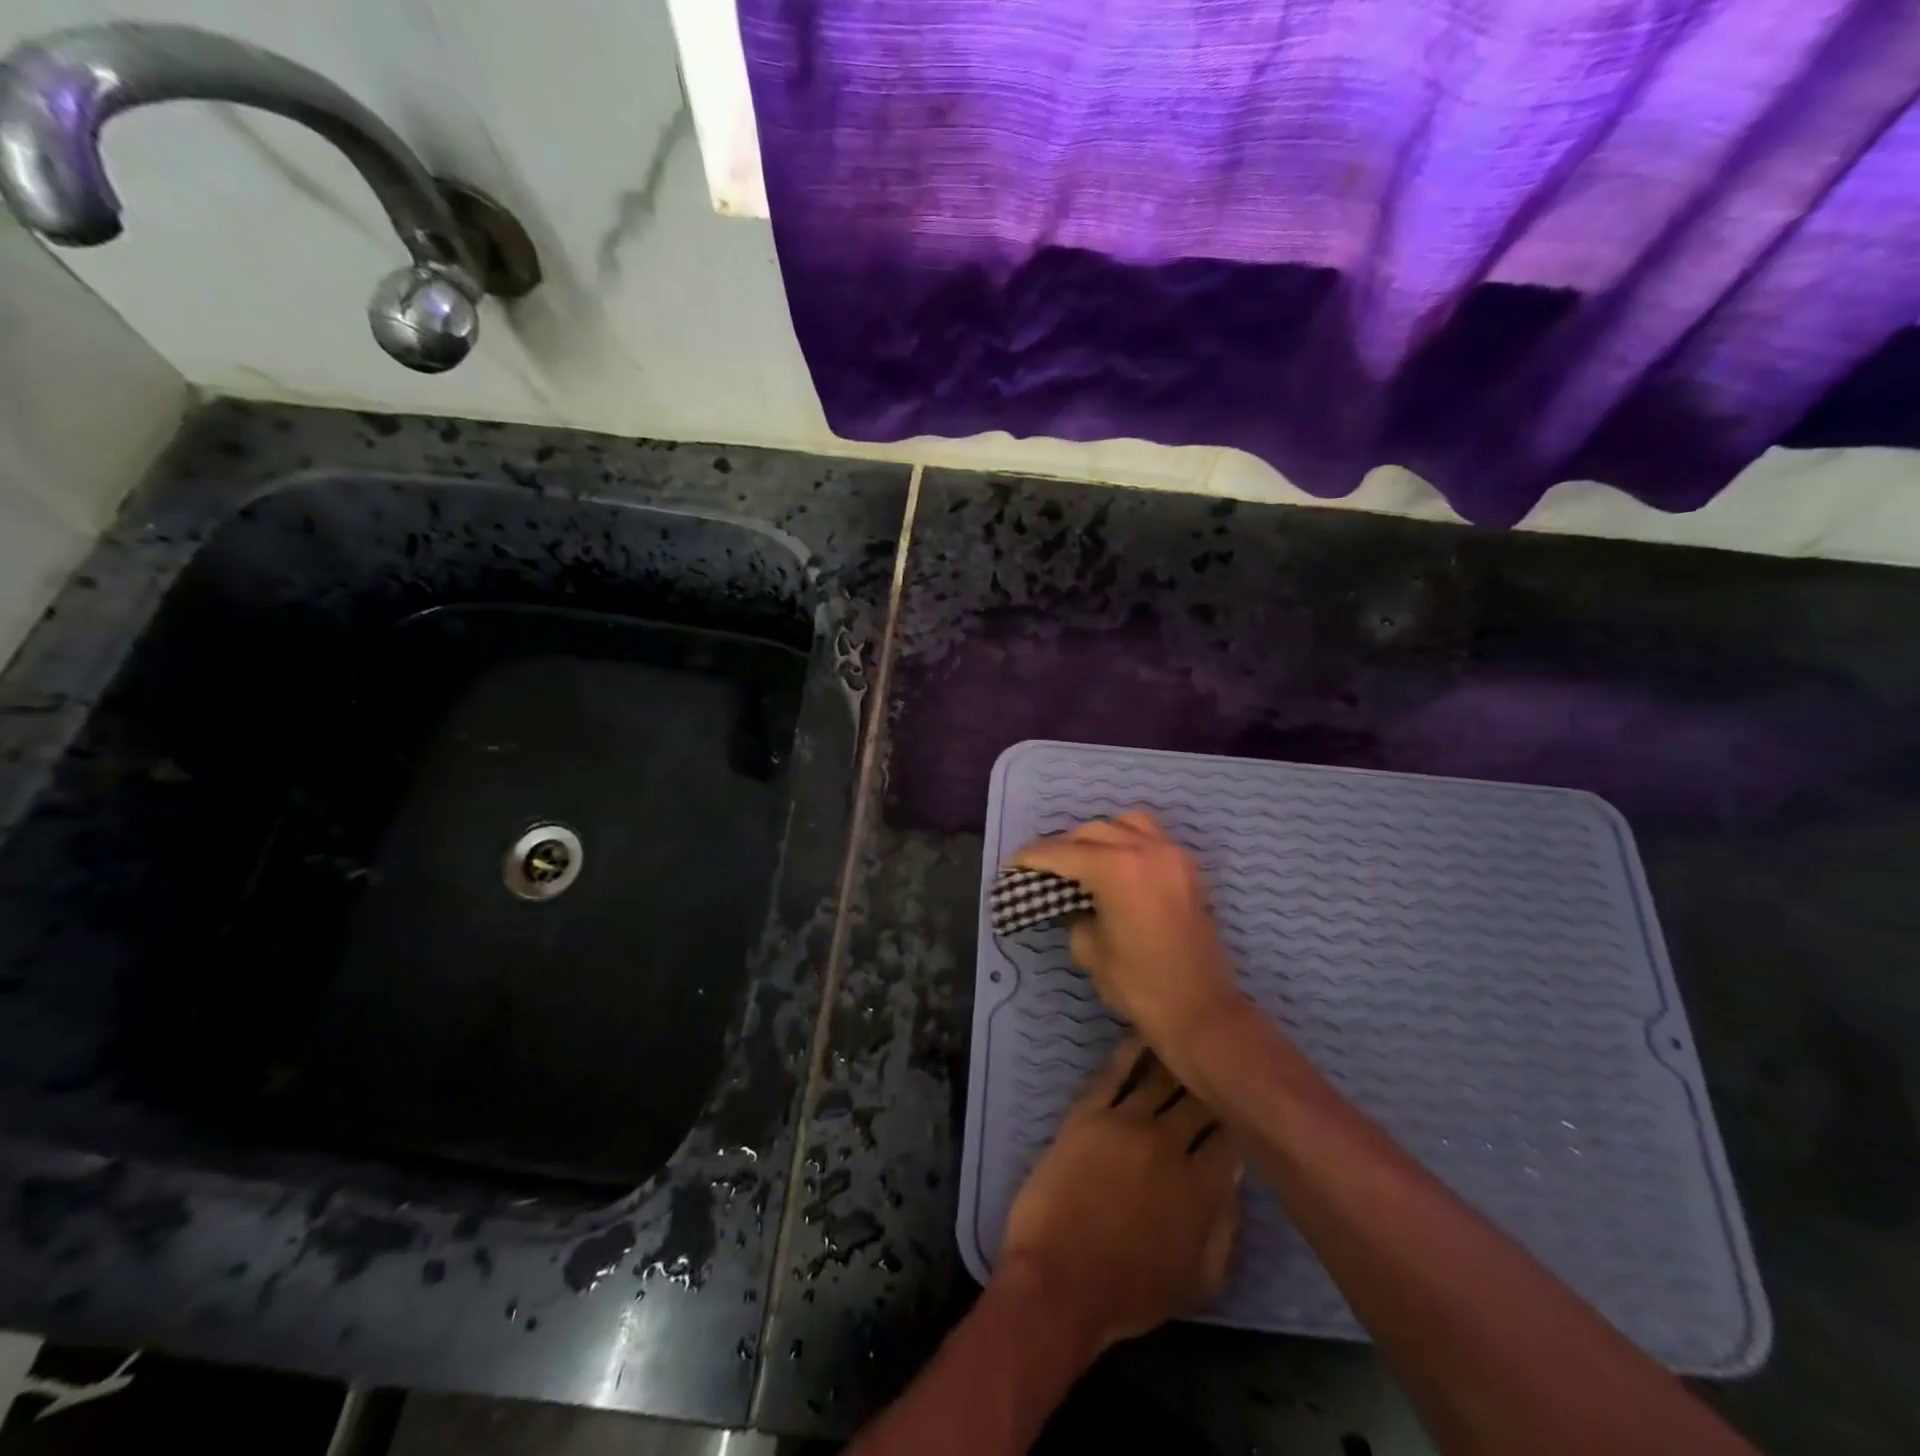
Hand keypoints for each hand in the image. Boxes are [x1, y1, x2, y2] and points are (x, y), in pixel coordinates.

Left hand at [997, 1040, 1240, 1355]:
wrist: (1058, 1280)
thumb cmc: (1129, 1291)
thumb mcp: (1199, 1281)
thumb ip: (1225, 1227)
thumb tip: (1234, 1180)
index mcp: (1203, 1186)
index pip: (1232, 1138)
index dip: (1240, 1118)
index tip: (1243, 1102)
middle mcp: (1169, 1143)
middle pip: (1199, 1100)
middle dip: (1212, 1082)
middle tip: (1219, 1061)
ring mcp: (1126, 1122)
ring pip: (1159, 1078)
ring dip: (1176, 1058)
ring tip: (1187, 1034)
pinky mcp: (1088, 1112)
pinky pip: (1113, 1072)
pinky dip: (1130, 1051)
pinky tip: (1142, 1033)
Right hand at [1014, 813, 1247, 1085]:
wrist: (1201, 1010)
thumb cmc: (1139, 984)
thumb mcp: (1090, 950)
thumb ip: (1074, 914)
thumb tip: (1072, 903)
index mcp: (1116, 868)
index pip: (1062, 853)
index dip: (1033, 857)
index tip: (1013, 863)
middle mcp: (1145, 849)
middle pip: (1092, 832)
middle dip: (1063, 846)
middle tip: (1044, 867)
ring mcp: (1171, 855)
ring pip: (1126, 823)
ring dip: (1099, 836)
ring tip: (1084, 859)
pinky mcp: (1187, 868)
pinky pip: (1152, 838)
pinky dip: (1129, 841)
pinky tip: (1117, 864)